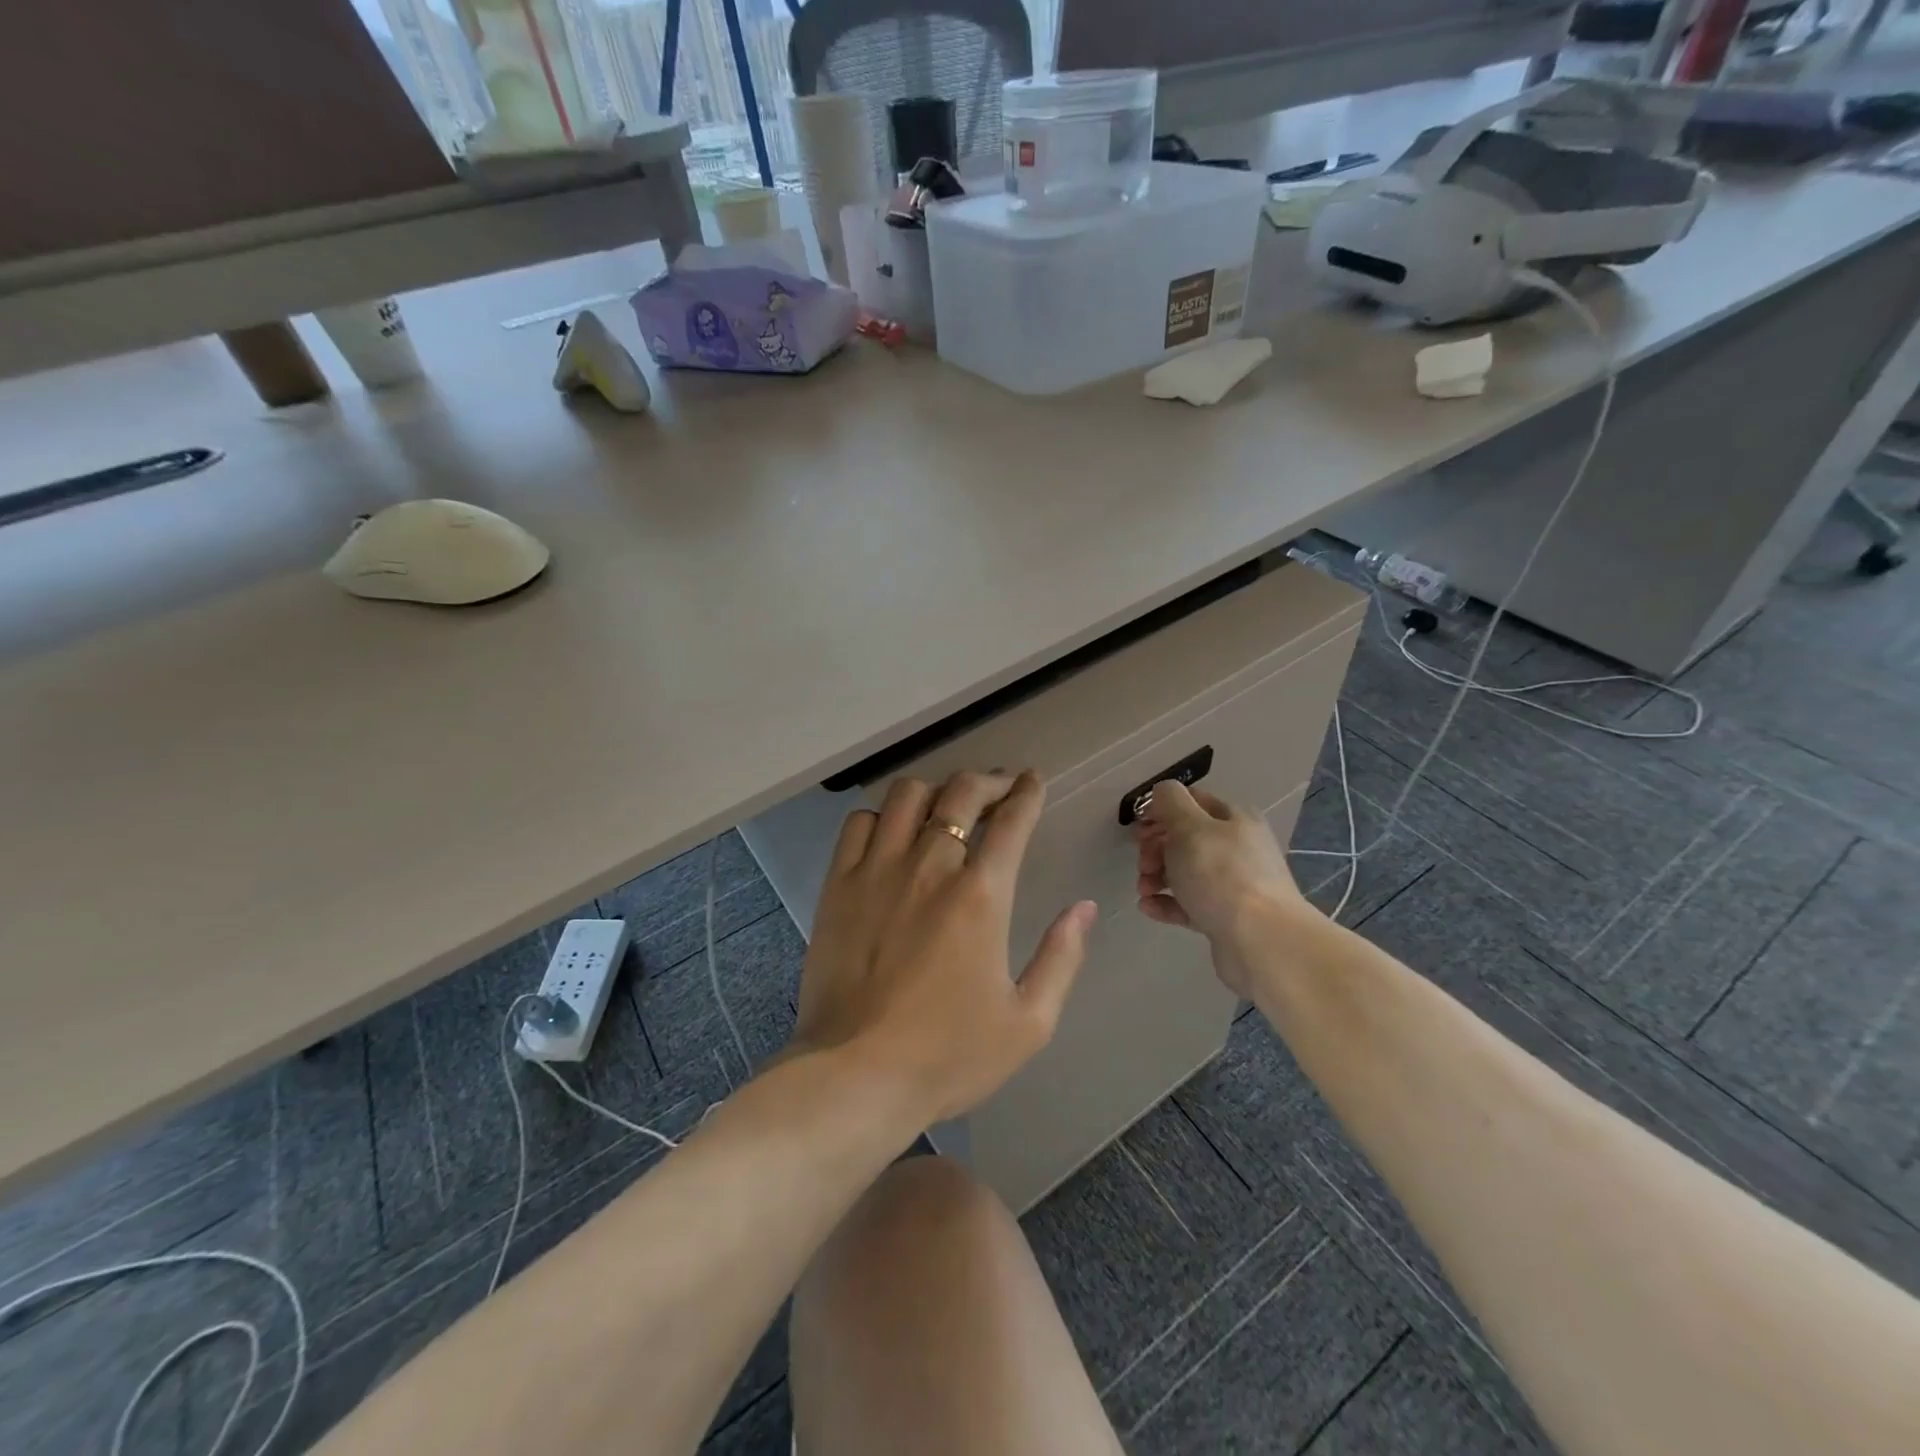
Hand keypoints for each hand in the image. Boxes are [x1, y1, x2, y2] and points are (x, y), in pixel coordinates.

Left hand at [793, 770, 1096, 1124]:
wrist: (855, 1076)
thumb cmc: (947, 1056)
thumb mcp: (1028, 1023)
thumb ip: (1062, 958)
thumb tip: (1083, 908)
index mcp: (980, 895)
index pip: (1012, 821)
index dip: (1028, 793)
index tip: (1033, 779)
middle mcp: (929, 866)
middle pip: (961, 793)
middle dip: (988, 781)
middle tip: (999, 789)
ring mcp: (877, 870)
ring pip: (907, 795)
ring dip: (936, 791)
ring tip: (946, 807)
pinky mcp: (838, 884)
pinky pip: (859, 823)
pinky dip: (882, 816)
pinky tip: (892, 833)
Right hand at [1133, 780, 1311, 995]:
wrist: (1261, 941)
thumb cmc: (1221, 875)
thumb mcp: (1190, 827)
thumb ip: (1171, 802)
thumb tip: (1162, 793)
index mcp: (1234, 819)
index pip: (1192, 801)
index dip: (1161, 810)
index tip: (1138, 828)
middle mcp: (1237, 847)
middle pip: (1186, 838)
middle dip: (1156, 847)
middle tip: (1142, 863)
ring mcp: (1233, 884)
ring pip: (1185, 872)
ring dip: (1157, 876)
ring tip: (1144, 889)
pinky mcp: (1225, 917)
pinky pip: (1189, 904)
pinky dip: (1166, 903)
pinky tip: (1148, 907)